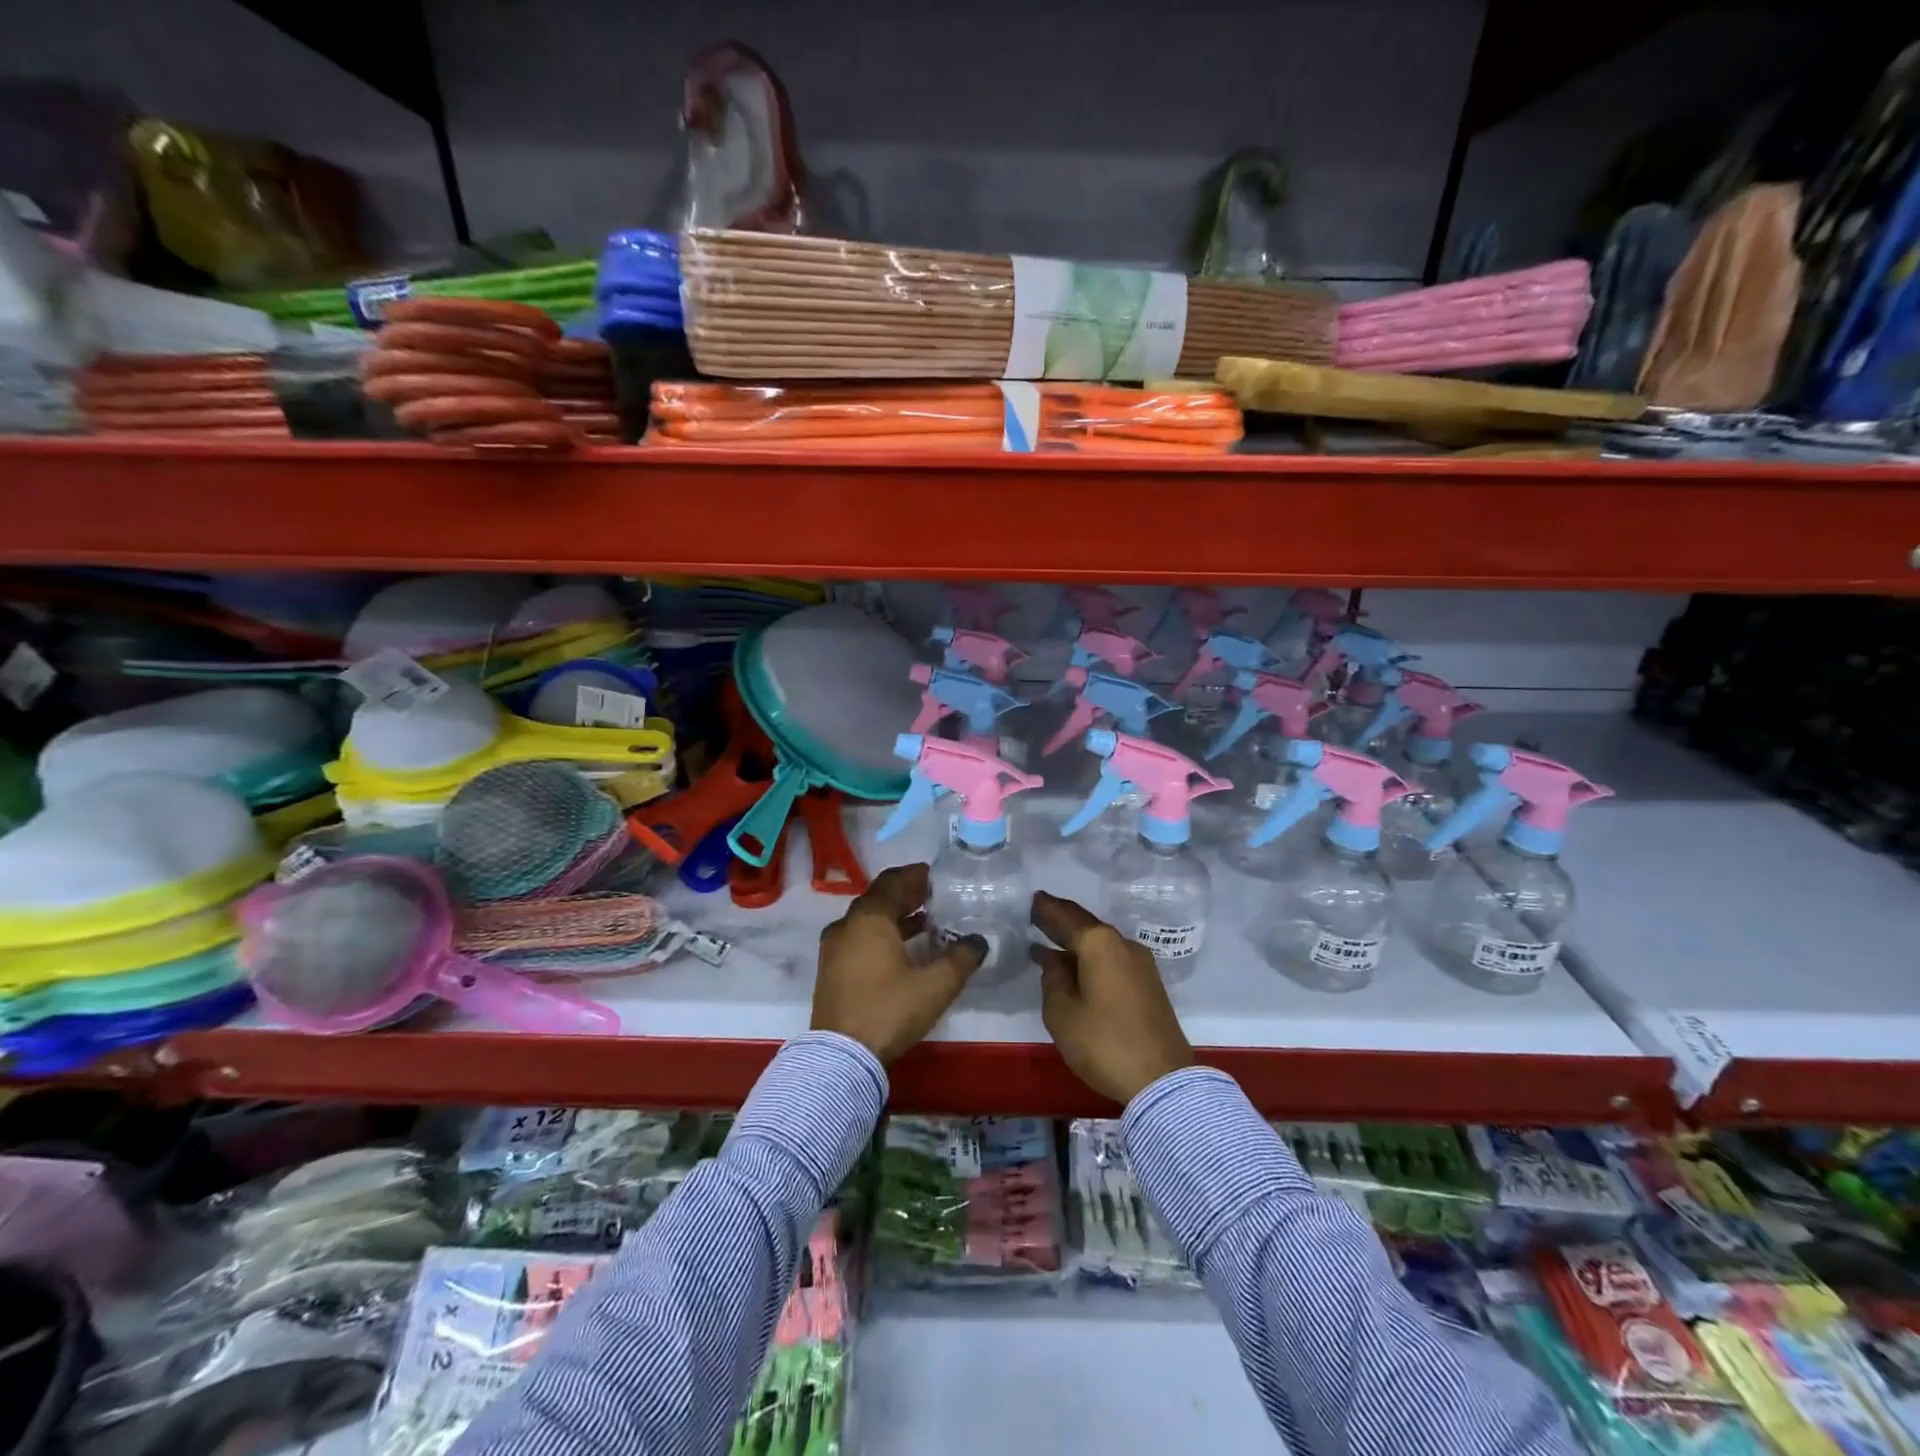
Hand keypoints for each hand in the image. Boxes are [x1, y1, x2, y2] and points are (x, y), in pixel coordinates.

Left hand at [811, 863, 986, 1064]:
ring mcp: (834, 948)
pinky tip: (902, 950)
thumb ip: (961, 958)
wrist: (842, 1056)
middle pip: (879, 898)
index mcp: (870, 918)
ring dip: (894, 916)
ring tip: (925, 922)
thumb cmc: (889, 1009)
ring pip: (868, 920)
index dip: (915, 876)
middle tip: (933, 897)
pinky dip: (881, 935)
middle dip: (906, 895)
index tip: (936, 876)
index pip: (893, 882)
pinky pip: (859, 938)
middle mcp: (847, 925)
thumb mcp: (935, 985)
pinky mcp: (831, 970)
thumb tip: (978, 941)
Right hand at [1030, 891, 1192, 1103]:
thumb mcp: (1062, 1013)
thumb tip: (1053, 960)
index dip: (1047, 908)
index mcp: (1100, 944)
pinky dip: (1092, 958)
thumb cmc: (1104, 1042)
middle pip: (1087, 927)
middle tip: (1038, 916)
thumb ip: (1053, 980)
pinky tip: (1078, 969)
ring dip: (1077, 944)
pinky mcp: (1149, 985)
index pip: (1067, 916)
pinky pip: (1113, 960)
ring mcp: (1141, 964)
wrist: (1162, 1081)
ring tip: (1052, 945)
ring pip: (1102, 945)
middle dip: (1062, 922)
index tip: (1032, 899)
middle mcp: (1123, 945)